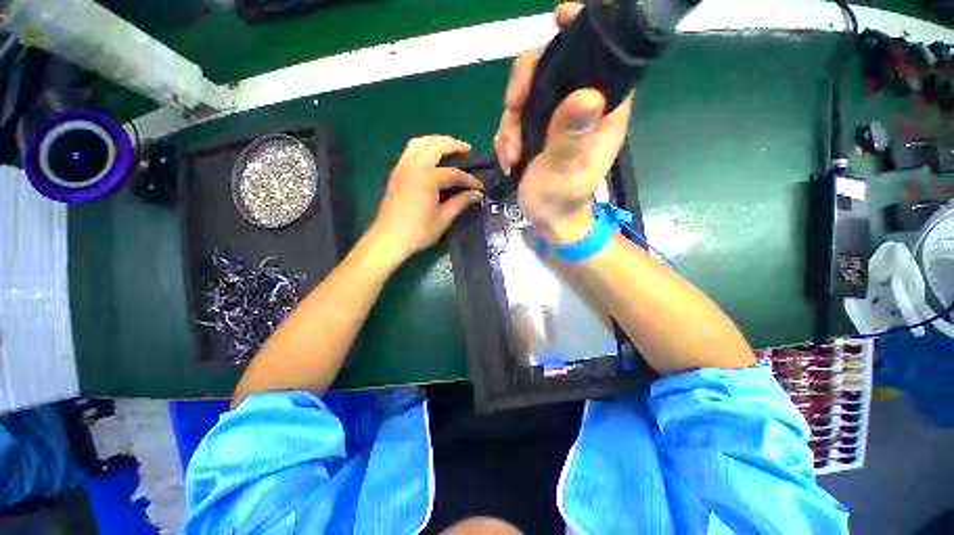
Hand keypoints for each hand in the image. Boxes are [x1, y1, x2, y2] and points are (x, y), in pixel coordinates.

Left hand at [369, 135, 483, 263]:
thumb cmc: (418, 232)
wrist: (388, 239)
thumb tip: (477, 194)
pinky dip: (422, 148)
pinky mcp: (396, 174)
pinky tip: (430, 158)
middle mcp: (414, 167)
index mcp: (427, 178)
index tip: (480, 188)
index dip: (469, 180)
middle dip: (453, 144)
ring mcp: (402, 168)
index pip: (454, 174)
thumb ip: (460, 202)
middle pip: (435, 146)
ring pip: (419, 143)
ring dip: (435, 140)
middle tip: (467, 148)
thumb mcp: (443, 219)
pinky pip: (409, 151)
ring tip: (448, 146)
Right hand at [493, 1, 632, 244]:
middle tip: (512, 112)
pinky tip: (507, 158)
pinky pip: (515, 118)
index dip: (580, 32)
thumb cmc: (561, 201)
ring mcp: (555, 118)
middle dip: (524, 89)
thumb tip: (585, 95)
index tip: (559, 17)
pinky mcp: (537, 130)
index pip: (598, 57)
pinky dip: (506, 136)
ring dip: (510, 123)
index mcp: (602, 111)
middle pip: (550, 69)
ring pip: (526, 95)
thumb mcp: (563, 173)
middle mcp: (580, 107)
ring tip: (510, 155)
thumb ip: (570, 138)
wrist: (547, 221)